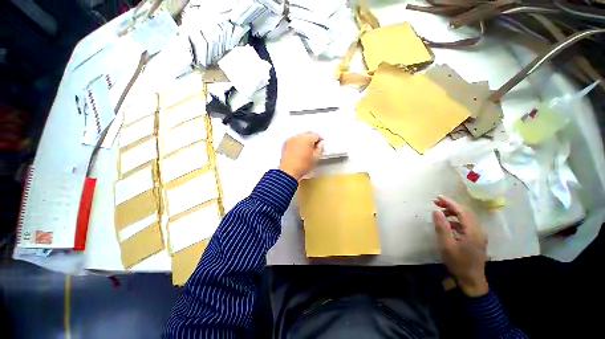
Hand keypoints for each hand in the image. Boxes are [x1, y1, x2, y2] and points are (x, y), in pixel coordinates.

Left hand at [279, 132, 323, 180]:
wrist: (288, 171)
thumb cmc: (304, 165)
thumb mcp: (315, 158)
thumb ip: (320, 149)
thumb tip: (321, 143)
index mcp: (307, 138)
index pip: (316, 135)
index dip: (320, 139)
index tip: (321, 145)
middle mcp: (299, 136)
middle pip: (308, 133)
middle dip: (312, 138)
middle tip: (314, 146)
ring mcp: (291, 139)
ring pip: (300, 136)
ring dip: (304, 139)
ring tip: (306, 147)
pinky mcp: (285, 143)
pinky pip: (294, 139)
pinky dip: (298, 142)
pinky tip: (298, 149)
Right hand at [433, 195, 488, 296]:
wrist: (471, 281)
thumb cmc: (458, 263)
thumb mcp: (446, 245)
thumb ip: (442, 227)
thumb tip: (436, 211)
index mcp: (473, 231)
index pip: (462, 211)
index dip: (450, 202)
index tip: (437, 197)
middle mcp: (479, 231)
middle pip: (465, 212)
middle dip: (451, 205)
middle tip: (436, 202)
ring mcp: (479, 235)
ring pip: (467, 218)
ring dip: (453, 212)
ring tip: (440, 212)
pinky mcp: (477, 240)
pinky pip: (467, 225)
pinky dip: (456, 220)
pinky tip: (448, 224)